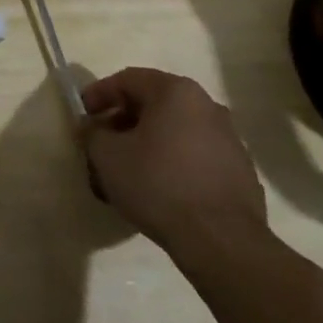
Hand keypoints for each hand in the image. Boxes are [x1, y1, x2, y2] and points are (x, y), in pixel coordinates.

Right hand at [79, 67, 267, 264]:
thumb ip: (92, 133)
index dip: (99, 94)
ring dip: (147, 145)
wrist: (222, 242)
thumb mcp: (107, 155)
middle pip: (153, 105)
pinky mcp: (240, 173)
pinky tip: (158, 190)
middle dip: (122, 122)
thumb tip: (90, 126)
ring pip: (175, 132)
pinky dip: (172, 164)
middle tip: (102, 145)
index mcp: (176, 92)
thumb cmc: (158, 184)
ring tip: (127, 172)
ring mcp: (229, 140)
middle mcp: (207, 106)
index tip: (82, 116)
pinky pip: (195, 157)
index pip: (127, 80)